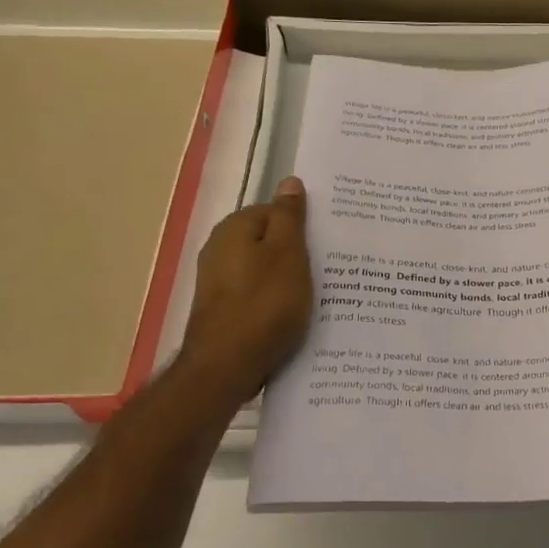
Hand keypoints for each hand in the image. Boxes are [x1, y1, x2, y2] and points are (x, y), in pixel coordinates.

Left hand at [181, 177, 313, 396]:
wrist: (226, 367)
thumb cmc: (264, 304)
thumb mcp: (288, 253)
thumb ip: (289, 216)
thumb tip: (289, 181)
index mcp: (235, 228)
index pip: (276, 211)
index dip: (304, 226)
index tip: (328, 243)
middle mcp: (220, 249)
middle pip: (269, 240)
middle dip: (298, 253)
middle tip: (330, 269)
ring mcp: (218, 282)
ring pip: (265, 270)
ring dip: (289, 279)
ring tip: (319, 295)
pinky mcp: (223, 310)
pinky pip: (258, 294)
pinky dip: (276, 301)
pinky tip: (294, 316)